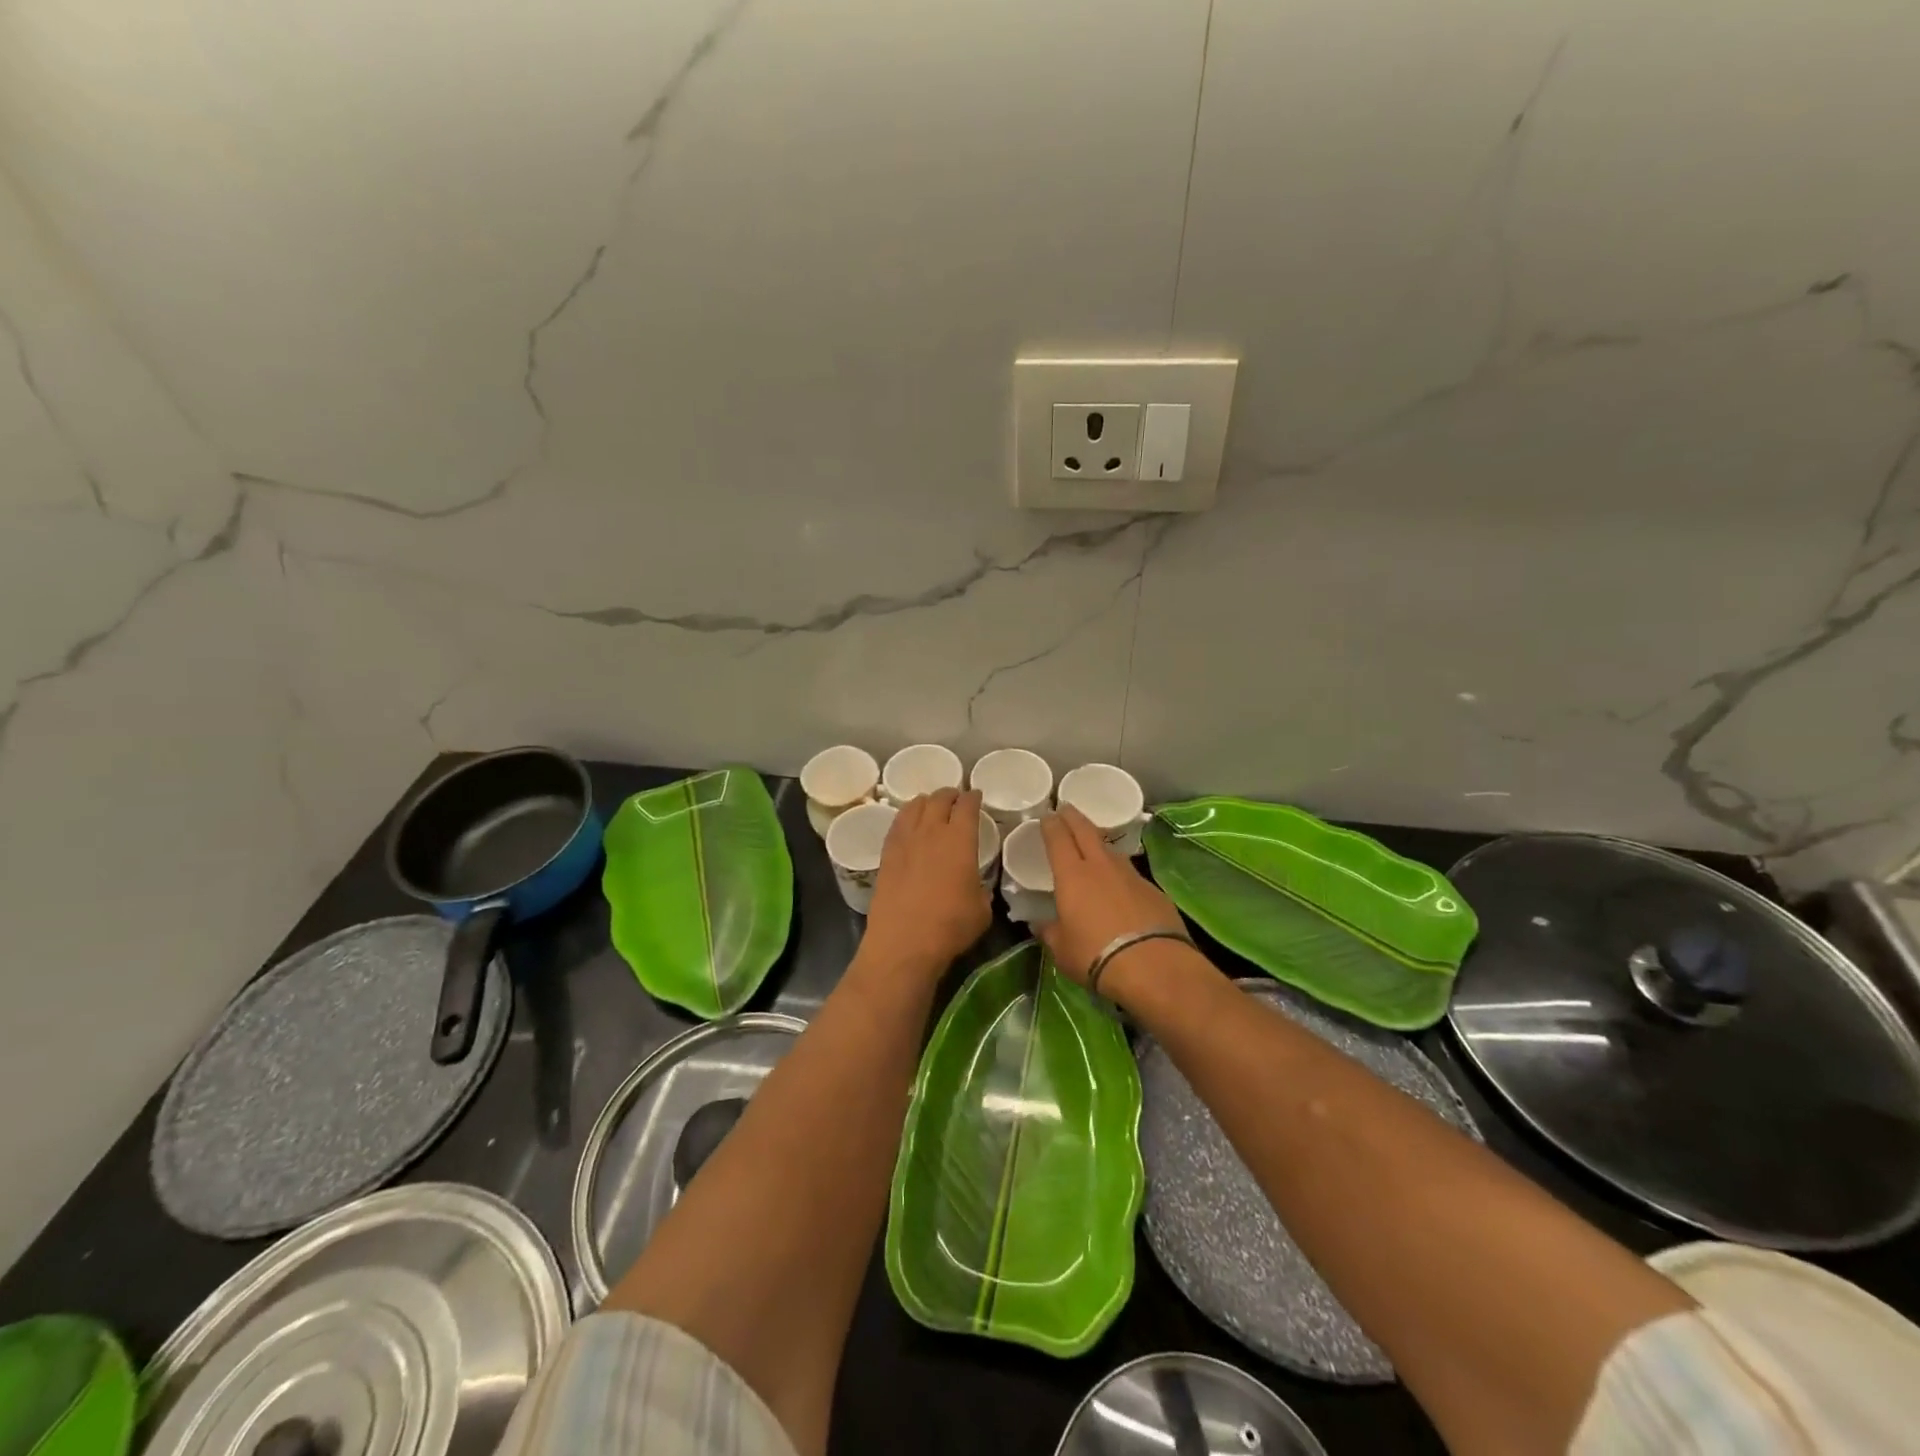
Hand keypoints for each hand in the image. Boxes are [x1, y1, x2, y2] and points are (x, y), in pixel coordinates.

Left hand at [862, 788, 991, 977]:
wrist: (904, 941)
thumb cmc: (951, 925)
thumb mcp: (982, 909)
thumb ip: (981, 889)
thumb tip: (976, 885)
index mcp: (960, 839)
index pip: (967, 805)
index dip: (973, 797)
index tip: (976, 796)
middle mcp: (931, 831)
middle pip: (939, 799)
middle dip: (949, 794)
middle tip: (955, 798)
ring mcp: (905, 841)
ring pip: (914, 807)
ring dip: (926, 802)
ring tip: (930, 805)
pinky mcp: (886, 854)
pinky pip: (897, 824)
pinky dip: (906, 818)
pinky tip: (908, 825)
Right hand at [1035, 805, 1186, 985]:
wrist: (1153, 966)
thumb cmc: (1096, 956)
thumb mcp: (1062, 950)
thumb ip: (1050, 932)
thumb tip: (1040, 924)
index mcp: (1072, 875)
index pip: (1059, 839)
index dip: (1051, 825)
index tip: (1047, 815)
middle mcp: (1101, 866)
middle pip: (1086, 831)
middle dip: (1074, 817)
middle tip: (1066, 808)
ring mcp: (1130, 876)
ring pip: (1110, 850)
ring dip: (1098, 843)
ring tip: (1092, 845)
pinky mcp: (1153, 890)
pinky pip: (1130, 873)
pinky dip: (1119, 873)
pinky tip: (1119, 885)